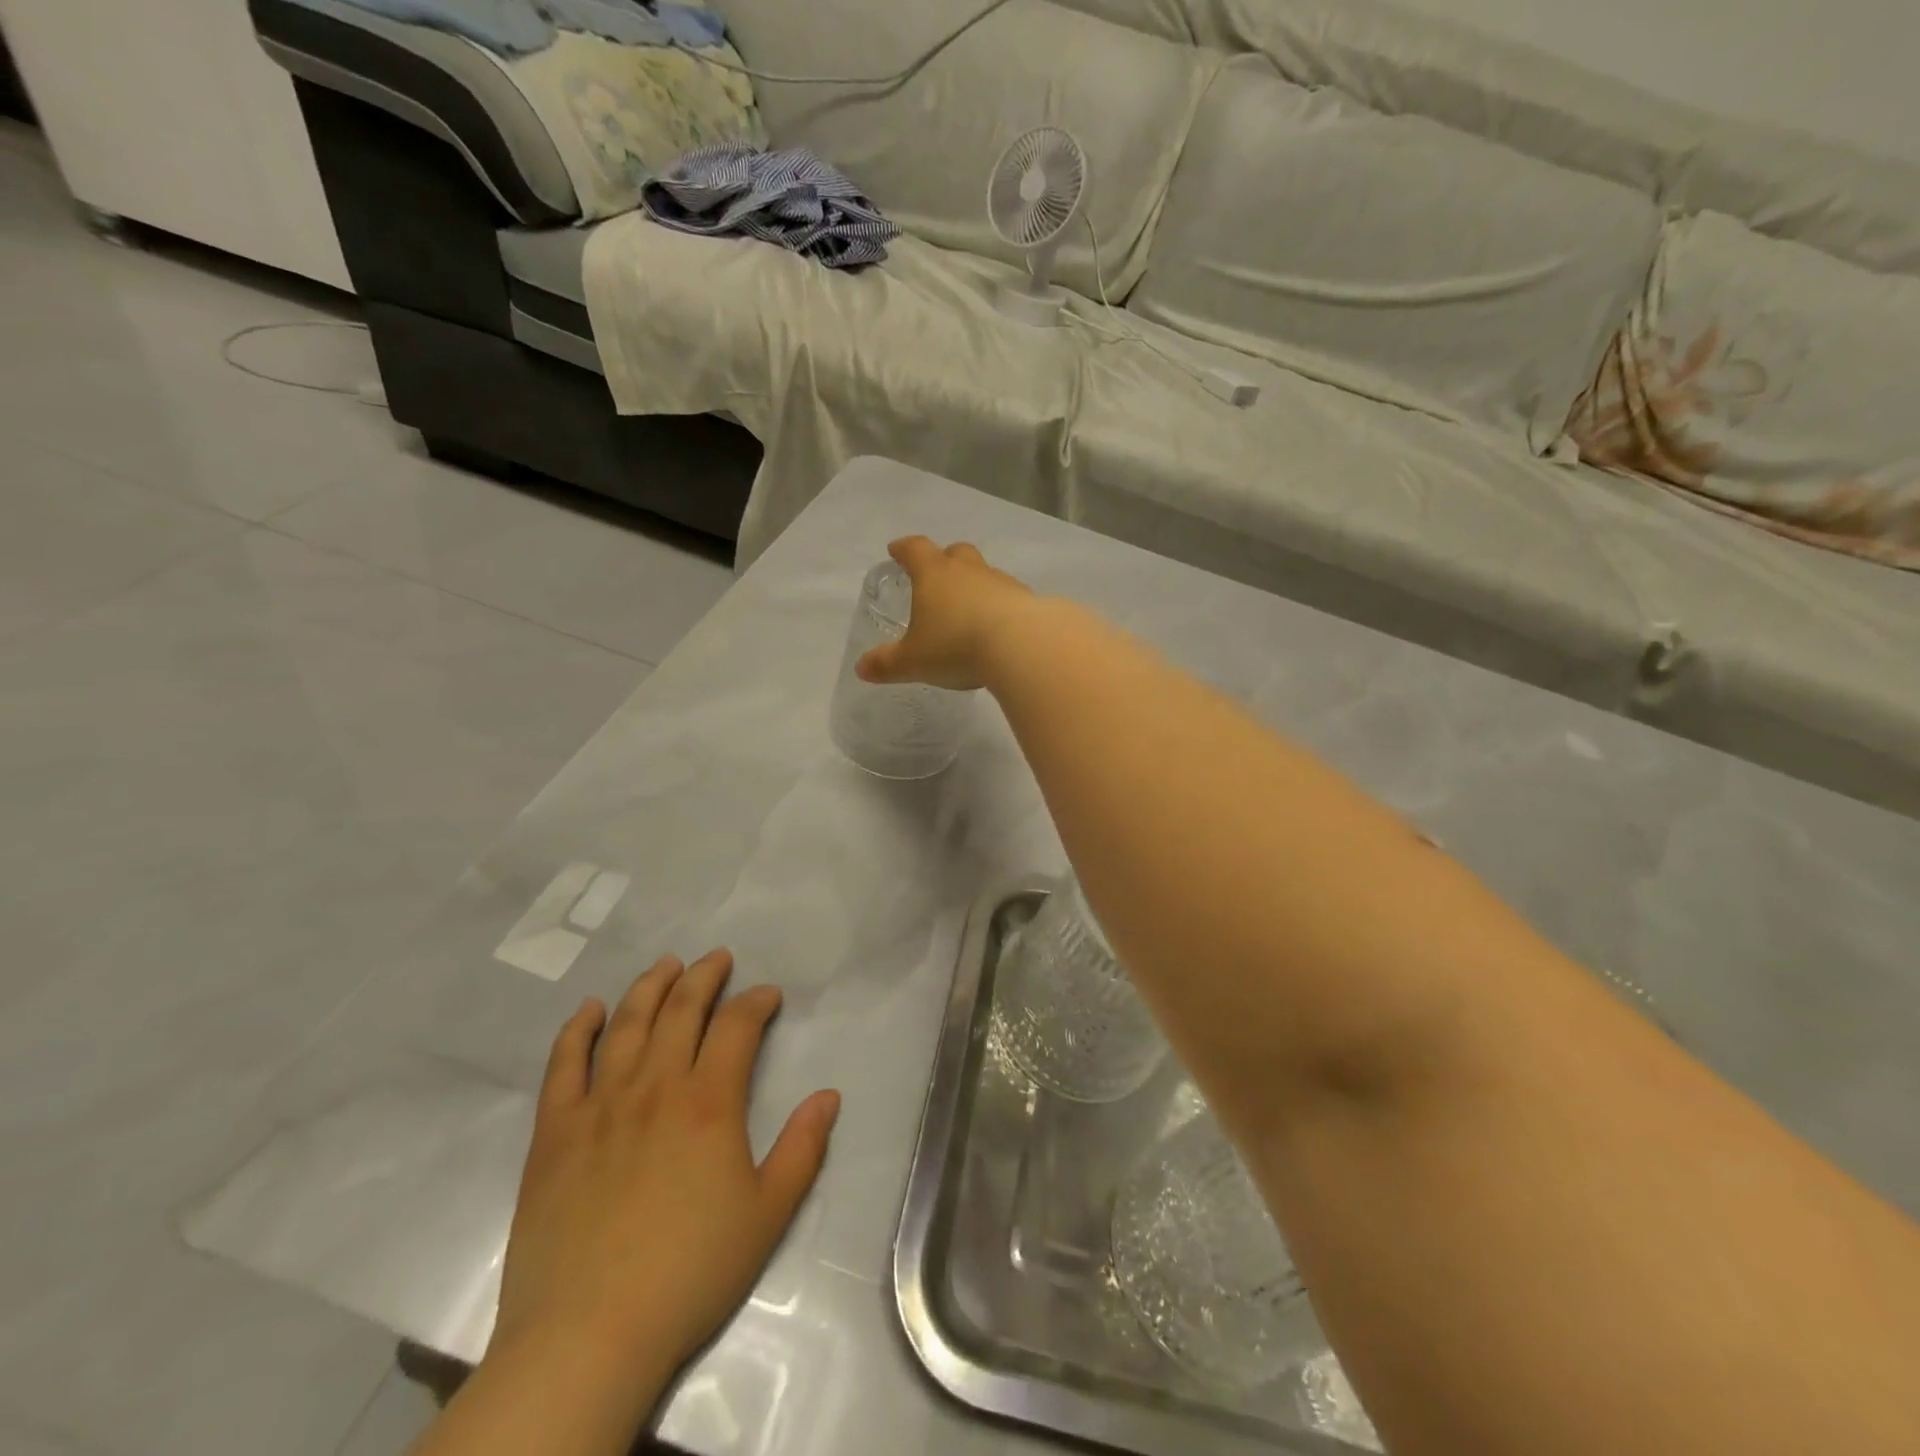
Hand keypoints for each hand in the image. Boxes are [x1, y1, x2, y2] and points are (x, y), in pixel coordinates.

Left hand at [493, 949, 839, 1384]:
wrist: (588, 1336)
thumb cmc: (690, 1272)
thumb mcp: (768, 1214)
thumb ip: (803, 1148)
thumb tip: (829, 1095)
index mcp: (709, 1102)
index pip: (737, 1026)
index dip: (756, 1001)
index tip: (769, 995)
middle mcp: (655, 1086)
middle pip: (681, 1010)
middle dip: (704, 976)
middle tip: (718, 958)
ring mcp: (600, 1105)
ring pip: (626, 1024)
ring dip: (649, 987)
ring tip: (666, 964)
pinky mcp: (555, 1132)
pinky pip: (563, 1065)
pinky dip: (576, 1030)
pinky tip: (588, 1009)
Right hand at [856, 536, 1034, 690]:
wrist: (1021, 646)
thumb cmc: (956, 646)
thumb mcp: (913, 661)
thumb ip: (887, 664)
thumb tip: (861, 668)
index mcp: (934, 574)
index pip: (914, 549)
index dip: (903, 549)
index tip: (896, 550)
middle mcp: (968, 570)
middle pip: (955, 552)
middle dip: (944, 560)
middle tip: (936, 575)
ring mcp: (1001, 582)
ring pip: (984, 574)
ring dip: (975, 585)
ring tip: (968, 609)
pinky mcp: (1027, 600)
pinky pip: (1007, 597)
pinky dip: (999, 606)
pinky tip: (997, 628)